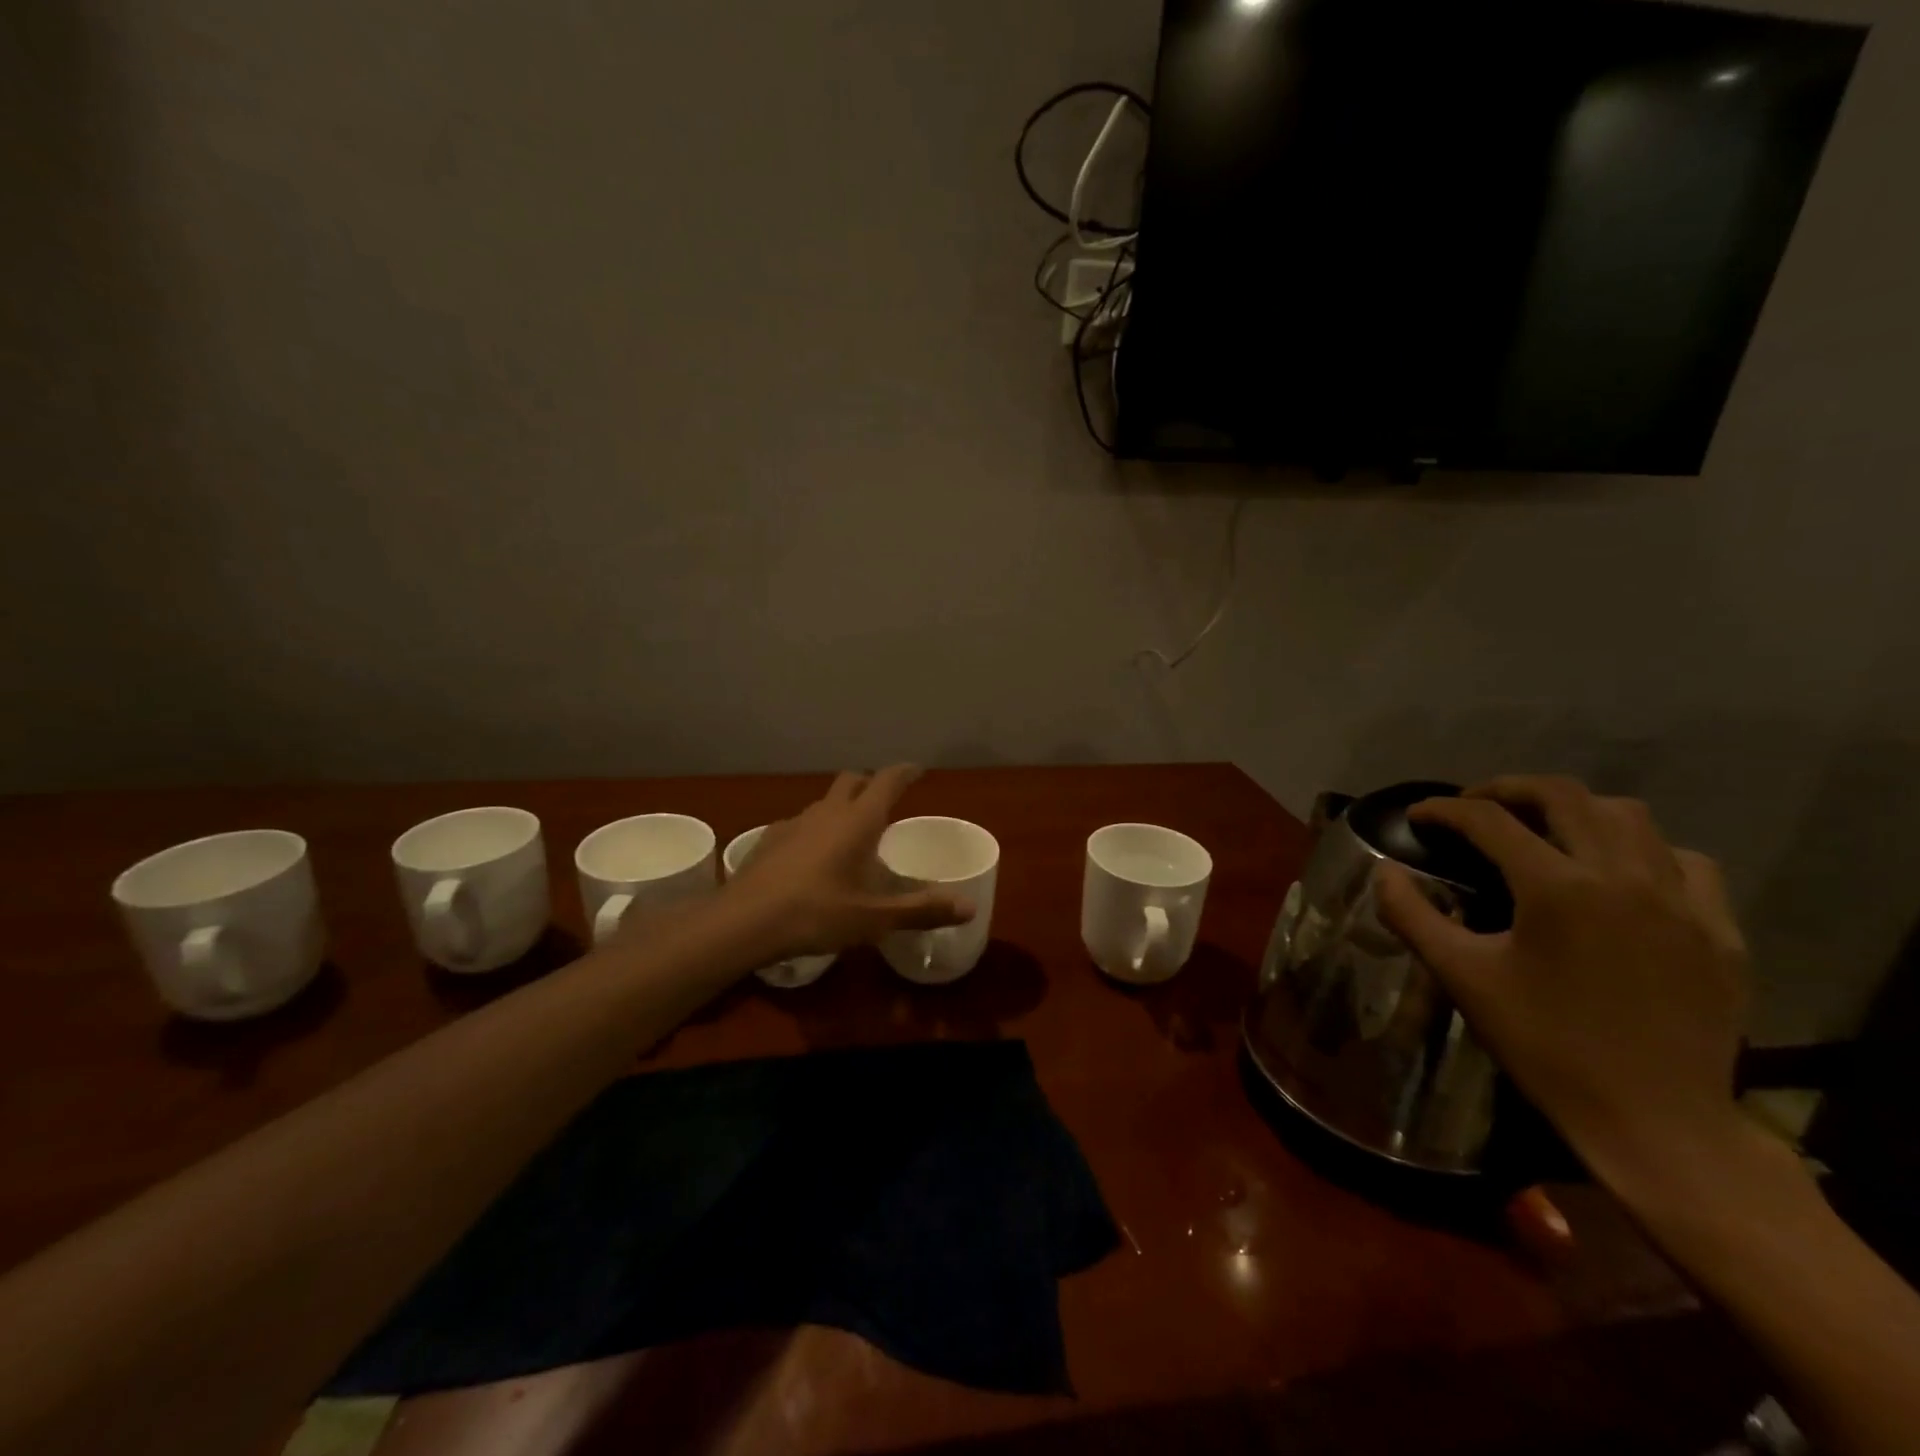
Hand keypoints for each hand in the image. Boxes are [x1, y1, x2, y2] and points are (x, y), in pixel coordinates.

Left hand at [724, 766, 974, 956]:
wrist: (743, 922)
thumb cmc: (816, 914)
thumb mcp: (874, 918)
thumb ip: (921, 910)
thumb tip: (969, 907)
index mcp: (858, 821)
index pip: (887, 781)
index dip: (905, 772)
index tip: (917, 770)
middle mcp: (827, 812)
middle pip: (853, 781)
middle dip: (871, 784)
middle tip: (885, 801)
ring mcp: (794, 822)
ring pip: (825, 801)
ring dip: (842, 807)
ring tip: (852, 833)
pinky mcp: (770, 839)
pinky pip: (802, 822)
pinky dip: (816, 829)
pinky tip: (813, 857)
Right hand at [1375, 775, 1750, 1186]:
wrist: (1654, 1121)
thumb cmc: (1545, 1045)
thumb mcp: (1462, 977)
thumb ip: (1412, 915)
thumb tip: (1384, 873)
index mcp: (1557, 888)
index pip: (1490, 821)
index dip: (1445, 811)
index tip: (1418, 817)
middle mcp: (1624, 877)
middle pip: (1565, 796)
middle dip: (1509, 790)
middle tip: (1475, 807)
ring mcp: (1682, 902)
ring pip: (1630, 817)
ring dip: (1577, 811)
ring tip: (1545, 830)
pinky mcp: (1720, 931)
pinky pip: (1685, 862)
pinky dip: (1644, 851)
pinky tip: (1620, 876)